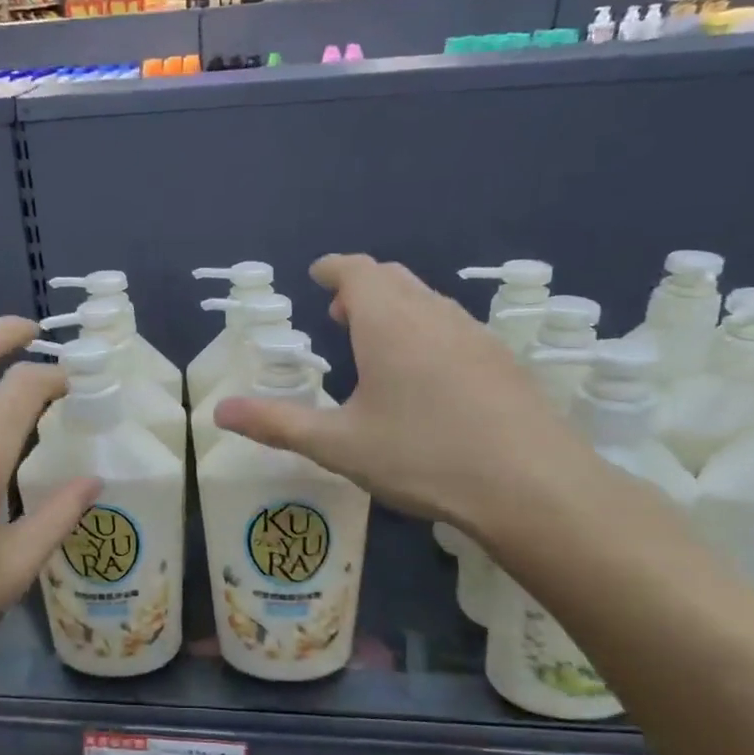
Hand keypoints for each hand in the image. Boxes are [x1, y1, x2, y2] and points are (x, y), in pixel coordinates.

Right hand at [213, 254, 590, 535]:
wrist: (533, 486)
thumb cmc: (423, 457)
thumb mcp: (338, 445)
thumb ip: (276, 424)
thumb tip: (220, 412)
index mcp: (388, 323)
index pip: (357, 271)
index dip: (334, 268)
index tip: (317, 274)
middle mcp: (432, 315)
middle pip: (393, 279)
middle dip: (361, 286)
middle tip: (339, 313)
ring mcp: (474, 334)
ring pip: (426, 300)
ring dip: (395, 307)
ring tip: (377, 342)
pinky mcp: (502, 360)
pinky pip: (452, 324)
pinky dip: (426, 328)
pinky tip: (426, 374)